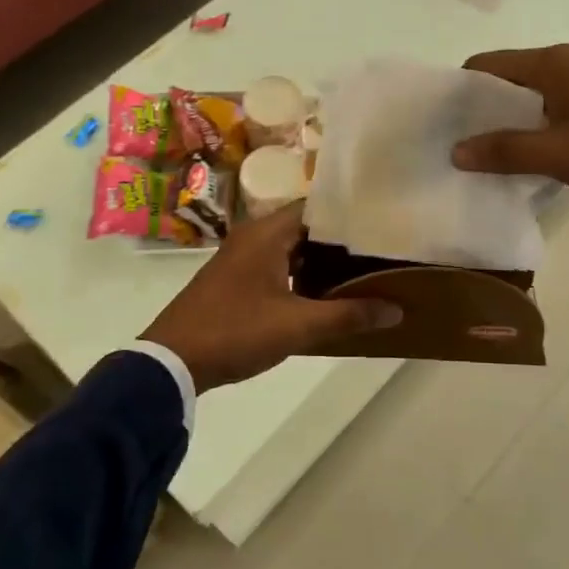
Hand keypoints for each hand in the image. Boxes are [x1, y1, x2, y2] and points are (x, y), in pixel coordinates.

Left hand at [140, 203, 401, 393]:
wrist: (172, 361)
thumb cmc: (235, 332)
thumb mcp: (297, 327)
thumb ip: (347, 315)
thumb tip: (395, 309)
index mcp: (266, 233)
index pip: (317, 207)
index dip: (350, 214)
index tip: (383, 223)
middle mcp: (253, 236)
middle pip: (306, 227)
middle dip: (341, 240)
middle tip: (381, 249)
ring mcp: (241, 257)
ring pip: (292, 248)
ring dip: (322, 260)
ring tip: (363, 270)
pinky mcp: (236, 278)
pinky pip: (278, 264)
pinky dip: (302, 273)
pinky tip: (326, 293)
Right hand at [450, 45, 568, 207]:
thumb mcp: (557, 154)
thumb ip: (504, 150)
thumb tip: (455, 151)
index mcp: (551, 63)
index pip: (488, 64)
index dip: (462, 90)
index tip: (443, 121)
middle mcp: (565, 61)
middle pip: (507, 77)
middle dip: (482, 108)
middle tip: (459, 141)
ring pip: (529, 94)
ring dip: (508, 119)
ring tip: (486, 151)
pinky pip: (550, 106)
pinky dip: (532, 124)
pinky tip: (526, 152)